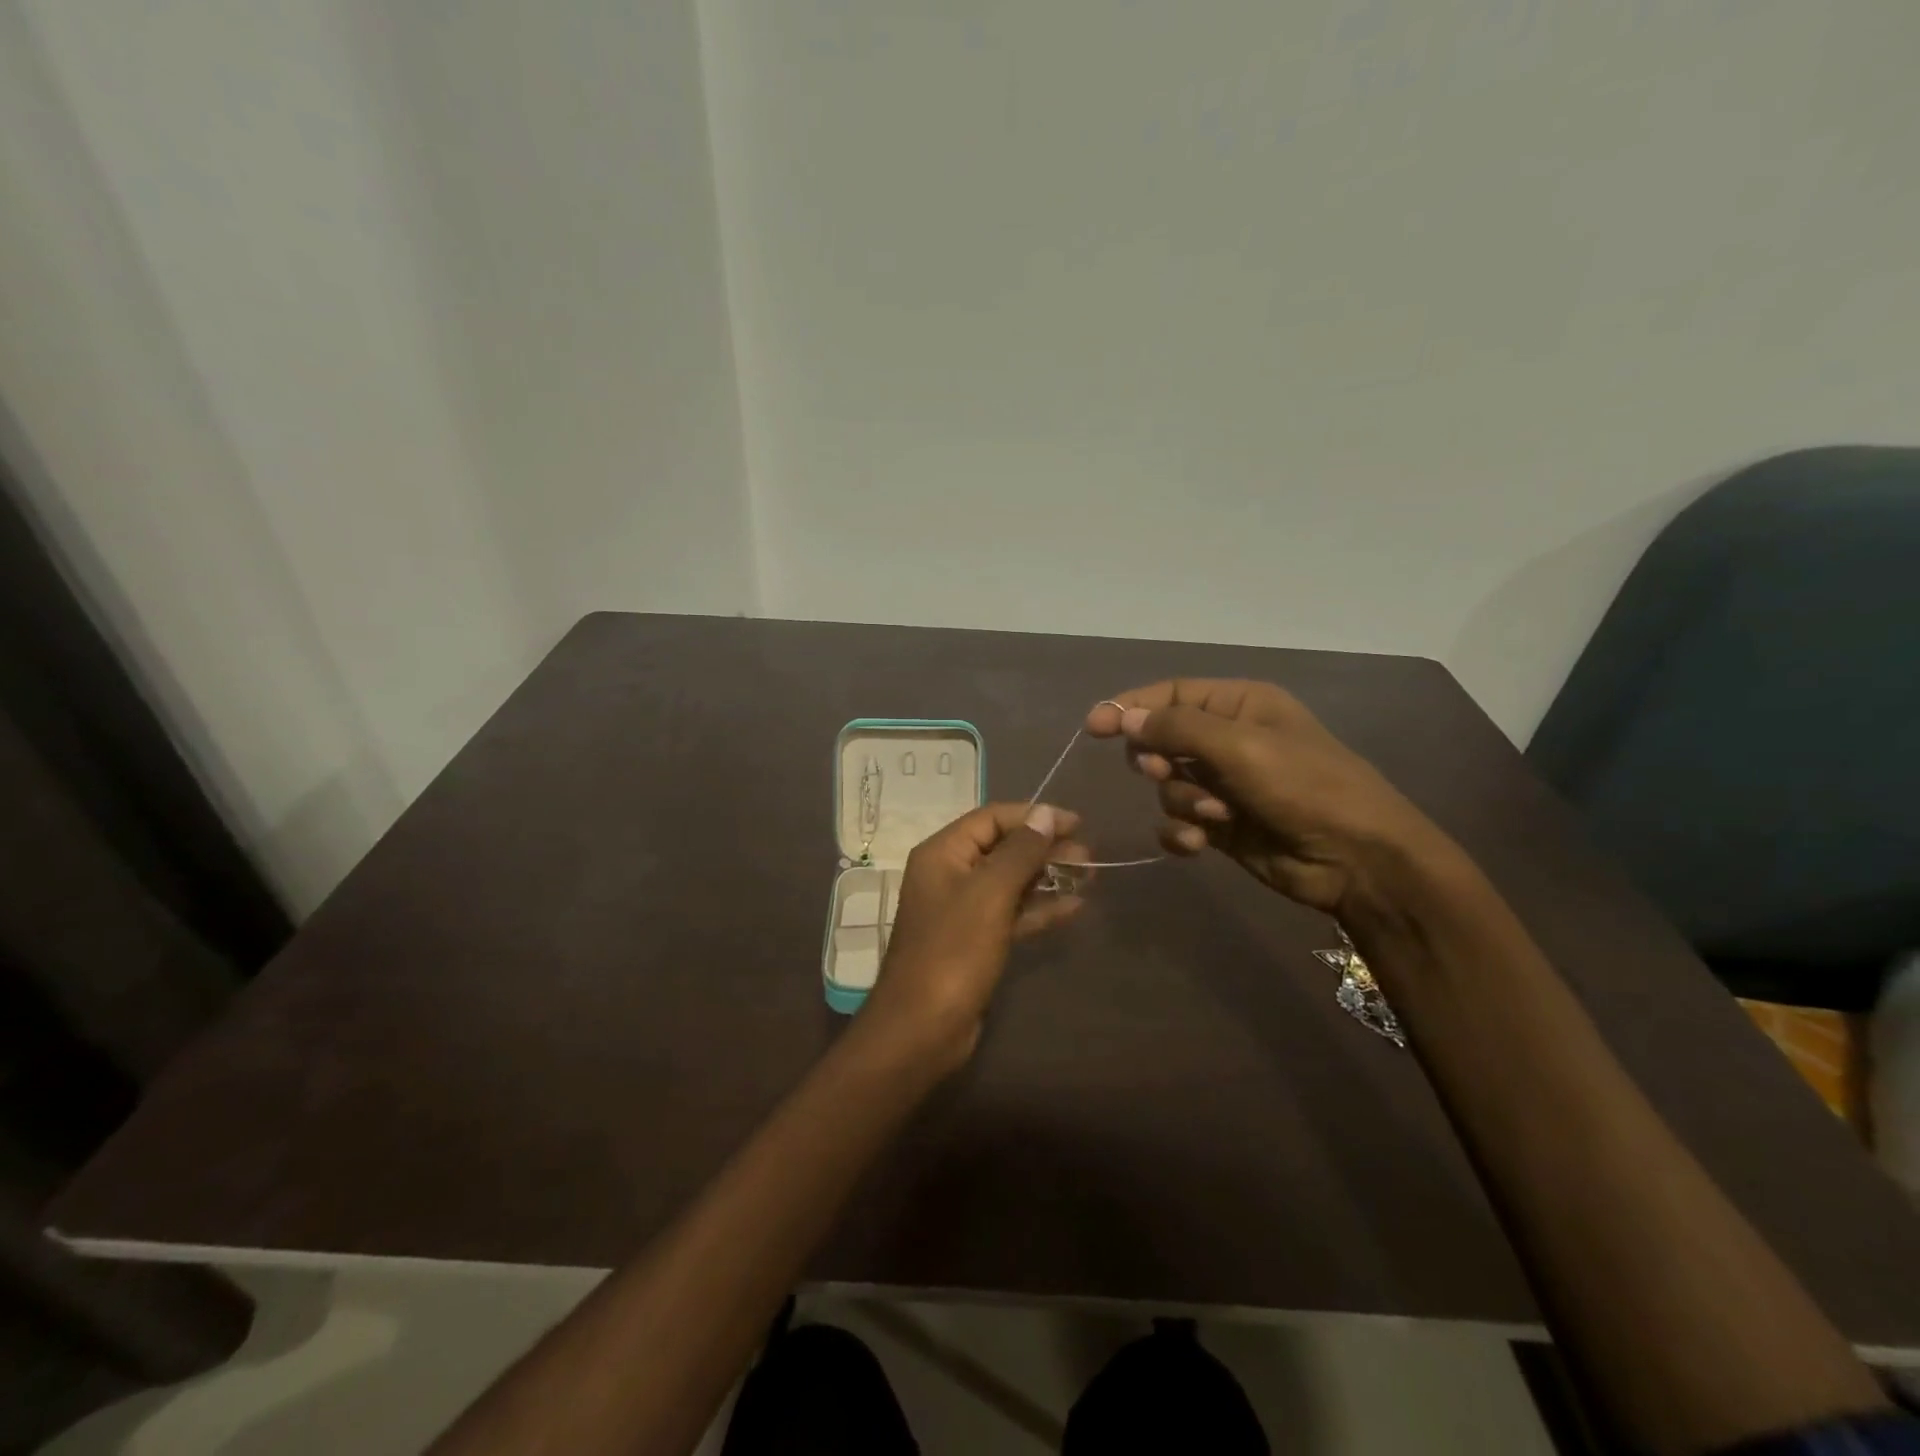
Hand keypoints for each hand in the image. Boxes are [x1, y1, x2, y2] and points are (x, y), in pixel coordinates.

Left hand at [859, 803, 1086, 1068]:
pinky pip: (1011, 914)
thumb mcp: (990, 894)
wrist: (922, 1028)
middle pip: (1002, 849)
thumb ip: (1020, 851)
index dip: (1034, 816)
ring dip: (1047, 878)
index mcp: (942, 854)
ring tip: (1089, 876)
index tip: (1077, 824)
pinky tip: (1074, 907)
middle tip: (1089, 856)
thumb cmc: (953, 951)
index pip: (992, 819)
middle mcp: (949, 875)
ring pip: (1010, 882)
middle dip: (1045, 849)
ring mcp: (962, 910)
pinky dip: (1039, 909)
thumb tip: (1046, 813)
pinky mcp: (976, 941)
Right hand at [1086, 680, 1455, 917]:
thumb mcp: (1240, 747)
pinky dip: (1182, 831)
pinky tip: (1198, 842)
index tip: (1094, 727)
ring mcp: (1226, 784)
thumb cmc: (1305, 787)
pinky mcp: (1223, 825)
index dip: (1130, 707)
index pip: (1171, 695)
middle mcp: (1230, 740)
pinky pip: (1179, 820)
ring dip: (1182, 800)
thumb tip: (1122, 717)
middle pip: (1163, 740)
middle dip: (1159, 760)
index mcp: (1240, 706)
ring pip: (1169, 784)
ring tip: (1214, 815)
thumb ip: (1176, 729)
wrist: (1357, 860)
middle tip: (1164, 771)